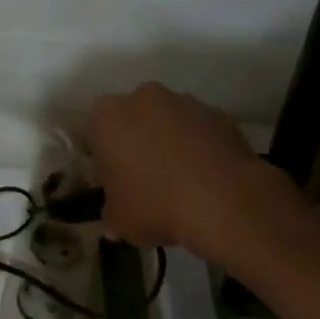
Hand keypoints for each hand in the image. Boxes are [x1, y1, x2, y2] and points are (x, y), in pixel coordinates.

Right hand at [86, 82, 276, 252]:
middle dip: (137, 144)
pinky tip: (206, 179)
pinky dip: (200, 148)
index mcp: (106, 117)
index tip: (115, 183)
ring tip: (181, 182)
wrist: (224, 201)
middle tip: (145, 180)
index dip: (104, 160)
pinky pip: (199, 131)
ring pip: (168, 122)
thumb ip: (111, 212)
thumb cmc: (154, 204)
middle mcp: (142, 98)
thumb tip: (115, 216)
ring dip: (169, 143)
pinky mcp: (219, 114)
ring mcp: (184, 102)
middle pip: (133, 120)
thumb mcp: (118, 220)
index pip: (95, 134)